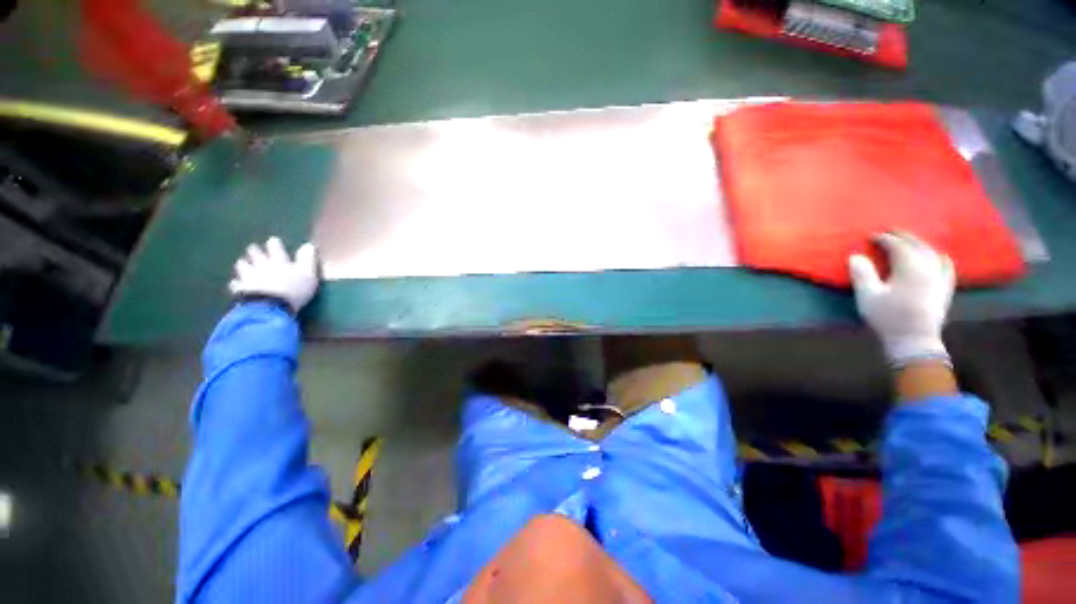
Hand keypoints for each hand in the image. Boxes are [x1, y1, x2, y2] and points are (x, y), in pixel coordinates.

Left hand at [229, 237, 319, 312]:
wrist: (271, 307)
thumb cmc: (294, 290)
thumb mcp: (308, 274)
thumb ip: (308, 260)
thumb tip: (308, 245)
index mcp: (279, 261)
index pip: (275, 248)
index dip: (274, 244)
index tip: (273, 240)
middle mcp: (262, 265)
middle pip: (255, 254)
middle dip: (254, 250)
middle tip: (253, 248)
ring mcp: (249, 277)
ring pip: (242, 265)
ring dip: (243, 263)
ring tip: (243, 263)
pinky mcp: (241, 289)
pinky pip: (236, 284)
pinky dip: (237, 283)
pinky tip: (237, 284)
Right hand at [849, 232, 954, 366]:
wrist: (914, 340)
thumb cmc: (888, 317)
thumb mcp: (868, 296)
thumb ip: (862, 274)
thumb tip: (856, 256)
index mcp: (909, 267)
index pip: (898, 246)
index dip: (884, 239)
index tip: (872, 236)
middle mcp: (928, 267)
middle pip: (918, 245)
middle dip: (904, 236)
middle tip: (890, 231)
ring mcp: (940, 277)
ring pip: (932, 252)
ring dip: (920, 244)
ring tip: (910, 241)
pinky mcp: (945, 288)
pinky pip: (946, 265)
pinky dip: (939, 257)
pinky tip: (937, 256)